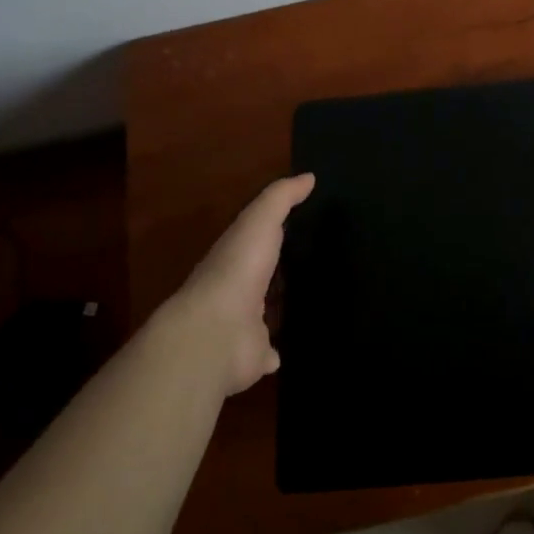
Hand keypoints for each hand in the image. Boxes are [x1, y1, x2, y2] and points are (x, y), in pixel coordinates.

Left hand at [169, 173, 314, 395]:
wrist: (214, 334)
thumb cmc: (237, 270)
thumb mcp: (259, 221)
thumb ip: (281, 198)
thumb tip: (309, 176)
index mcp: (237, 257)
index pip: (258, 239)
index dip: (276, 231)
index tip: (307, 223)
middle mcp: (238, 290)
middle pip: (264, 278)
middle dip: (281, 271)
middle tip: (318, 263)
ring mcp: (244, 326)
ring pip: (267, 314)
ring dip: (282, 309)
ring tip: (316, 302)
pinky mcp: (255, 356)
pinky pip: (270, 353)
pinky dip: (278, 352)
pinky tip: (294, 346)